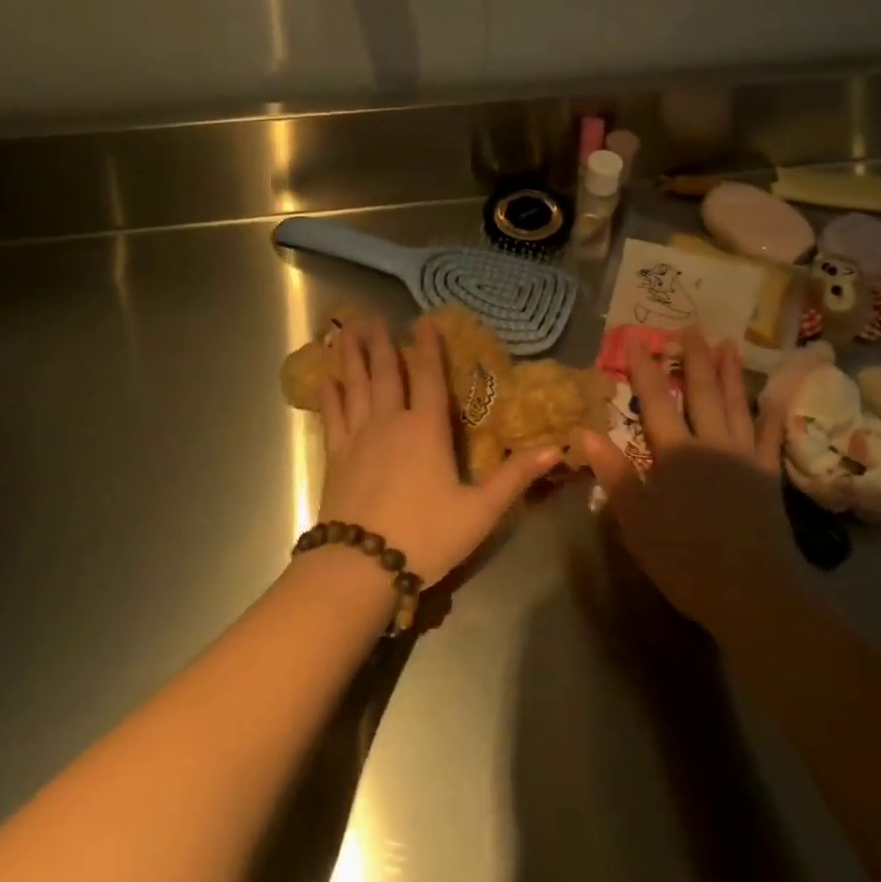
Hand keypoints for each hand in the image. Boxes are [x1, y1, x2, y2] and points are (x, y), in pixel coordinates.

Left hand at [314, 311, 557, 584]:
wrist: (360, 566)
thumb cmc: (426, 536)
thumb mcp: (480, 510)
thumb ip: (515, 477)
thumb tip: (555, 448)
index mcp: (427, 429)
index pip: (428, 376)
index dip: (427, 346)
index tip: (423, 320)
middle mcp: (391, 422)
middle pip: (385, 373)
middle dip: (381, 342)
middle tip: (371, 315)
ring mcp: (358, 437)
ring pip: (355, 386)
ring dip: (352, 357)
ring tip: (345, 330)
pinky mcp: (336, 457)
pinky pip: (332, 415)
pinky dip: (329, 394)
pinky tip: (324, 377)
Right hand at [583, 328, 804, 640]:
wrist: (751, 591)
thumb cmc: (684, 559)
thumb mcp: (636, 521)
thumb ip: (615, 474)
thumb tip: (587, 431)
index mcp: (675, 453)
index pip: (654, 401)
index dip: (644, 368)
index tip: (636, 339)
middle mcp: (710, 443)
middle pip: (701, 392)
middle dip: (694, 358)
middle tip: (692, 327)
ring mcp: (744, 456)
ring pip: (736, 404)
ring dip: (730, 373)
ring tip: (728, 344)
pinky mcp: (768, 475)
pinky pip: (770, 437)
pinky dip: (770, 414)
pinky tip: (772, 397)